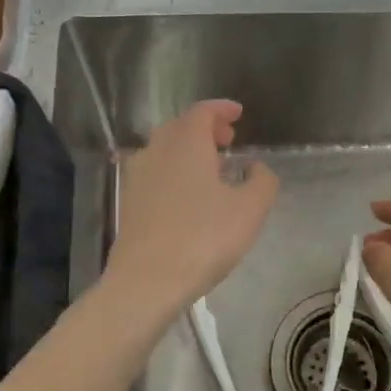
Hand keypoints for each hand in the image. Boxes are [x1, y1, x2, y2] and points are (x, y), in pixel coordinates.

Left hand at [104, 101, 278, 314]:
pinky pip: (155, 173)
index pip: (202, 112)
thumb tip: (256, 167)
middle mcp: (157, 151)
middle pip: (179, 127)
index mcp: (186, 144)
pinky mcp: (129, 203)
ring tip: (211, 169)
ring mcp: (137, 177)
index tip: (238, 113)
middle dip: (205, 128)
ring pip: (164, 150)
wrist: (146, 281)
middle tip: (228, 140)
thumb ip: (261, 182)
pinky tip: (188, 196)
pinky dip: (174, 171)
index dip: (221, 109)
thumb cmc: (203, 238)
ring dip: (188, 150)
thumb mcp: (250, 210)